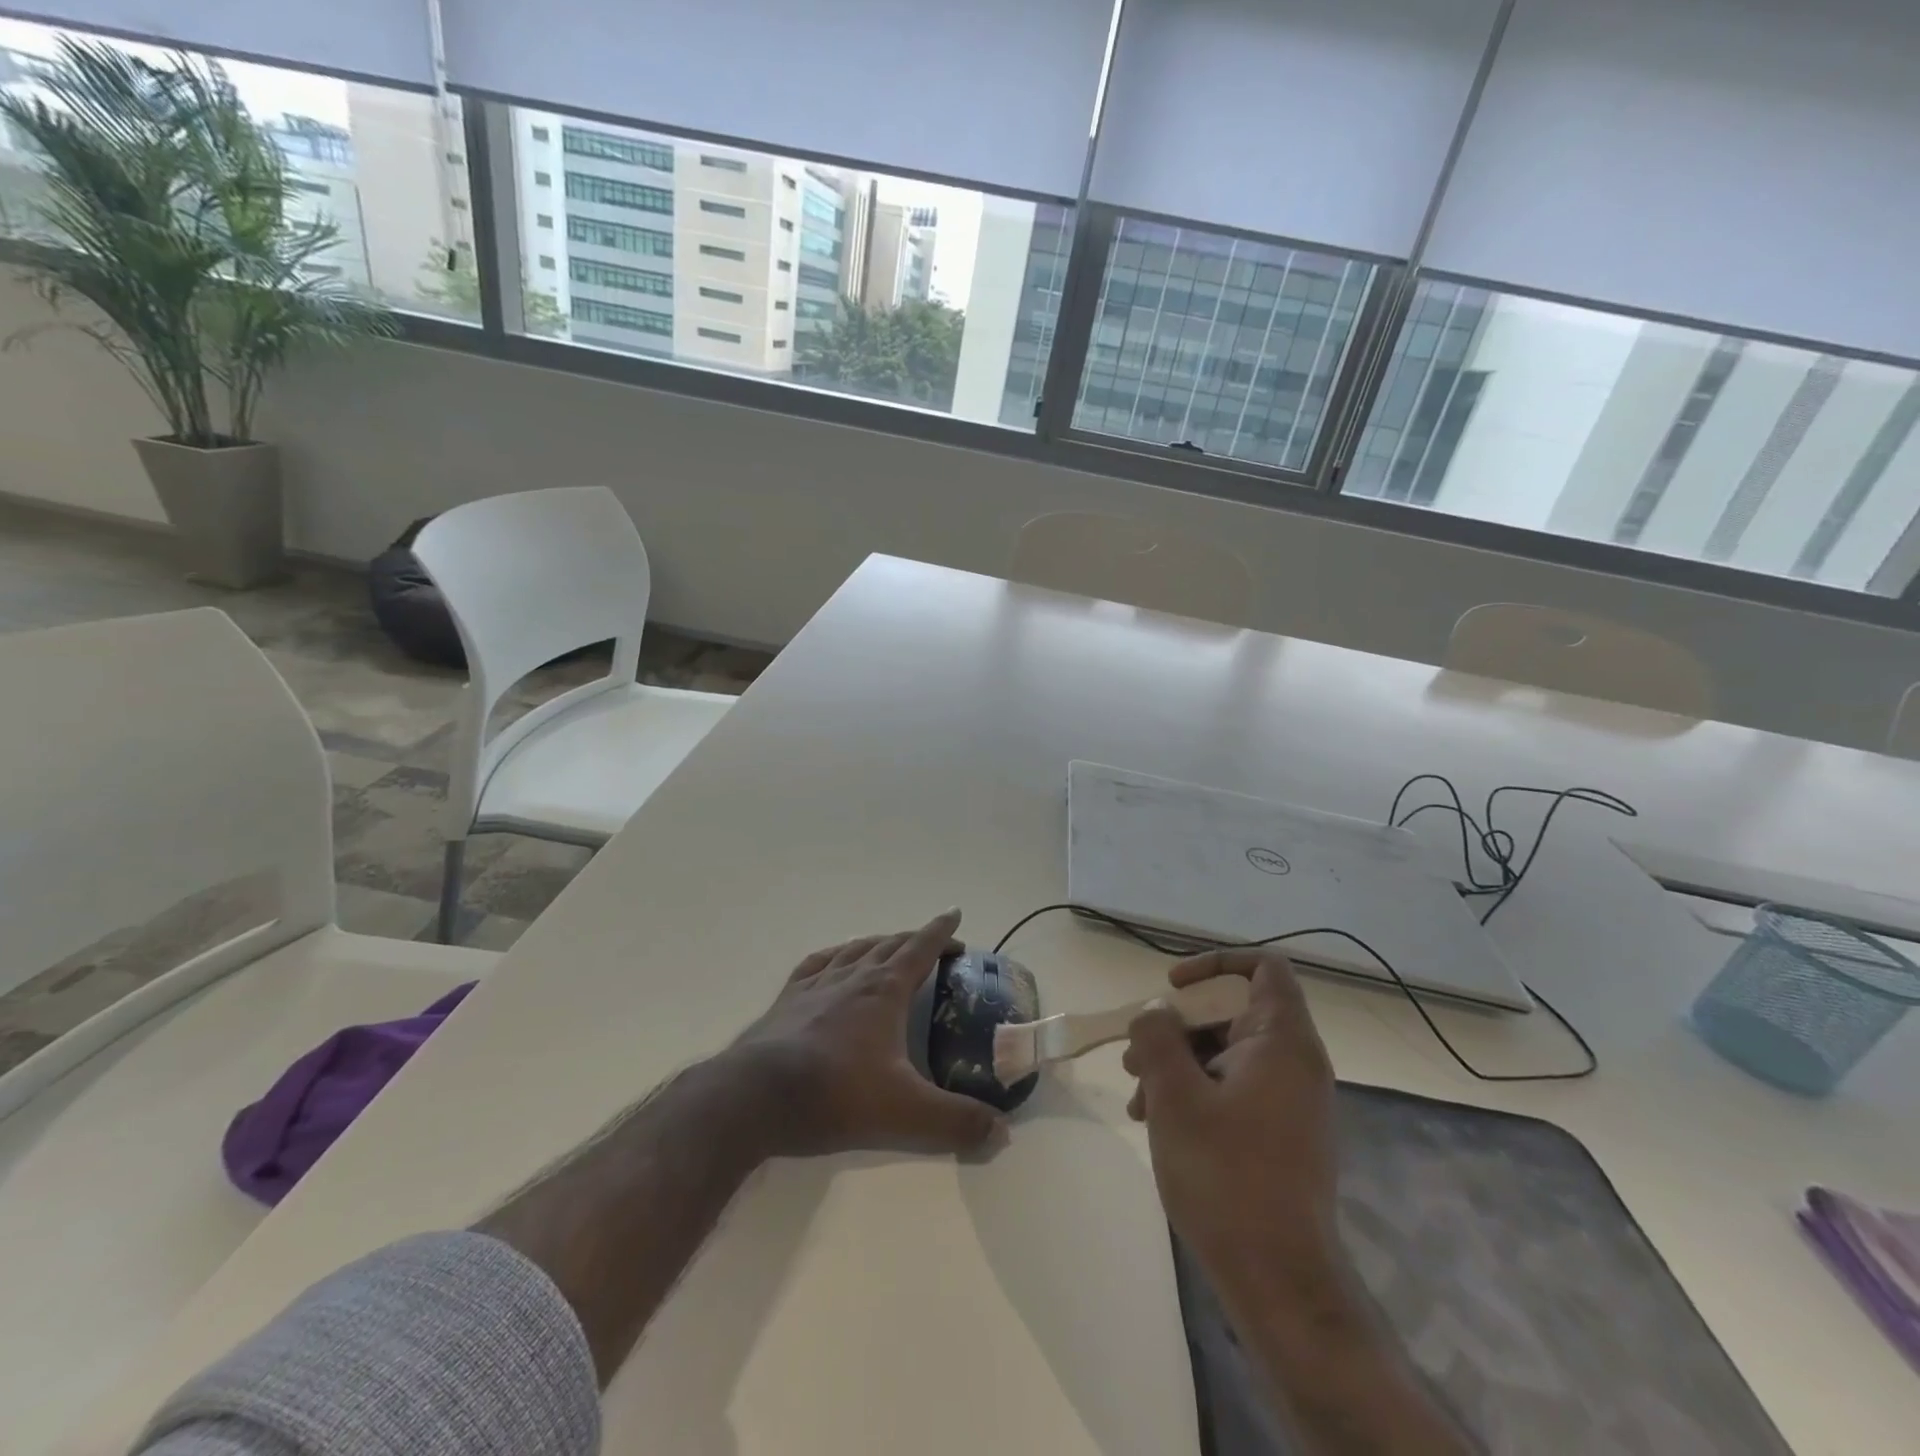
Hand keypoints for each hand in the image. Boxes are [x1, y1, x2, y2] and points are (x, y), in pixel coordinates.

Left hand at [722, 909, 1002, 1157]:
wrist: (757, 1097)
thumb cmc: (836, 1095)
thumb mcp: (906, 1115)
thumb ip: (956, 1123)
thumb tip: (1001, 1132)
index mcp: (885, 991)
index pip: (920, 948)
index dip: (941, 931)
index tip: (955, 914)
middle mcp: (853, 977)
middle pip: (889, 945)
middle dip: (915, 939)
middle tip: (933, 942)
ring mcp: (816, 985)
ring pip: (854, 949)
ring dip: (877, 942)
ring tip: (888, 945)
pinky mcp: (787, 1000)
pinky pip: (816, 964)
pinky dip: (834, 955)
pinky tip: (833, 961)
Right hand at [1123, 949, 1339, 1287]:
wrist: (1279, 1281)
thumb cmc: (1226, 1175)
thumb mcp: (1175, 1095)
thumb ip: (1158, 1036)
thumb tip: (1156, 1012)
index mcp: (1282, 1041)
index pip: (1263, 967)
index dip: (1214, 965)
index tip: (1172, 990)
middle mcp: (1294, 1062)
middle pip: (1232, 1012)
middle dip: (1177, 1026)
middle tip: (1135, 1057)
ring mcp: (1290, 1100)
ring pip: (1225, 1053)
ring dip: (1177, 1063)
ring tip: (1137, 1099)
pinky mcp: (1280, 1133)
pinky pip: (1233, 1088)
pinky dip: (1195, 1092)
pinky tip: (1156, 1123)